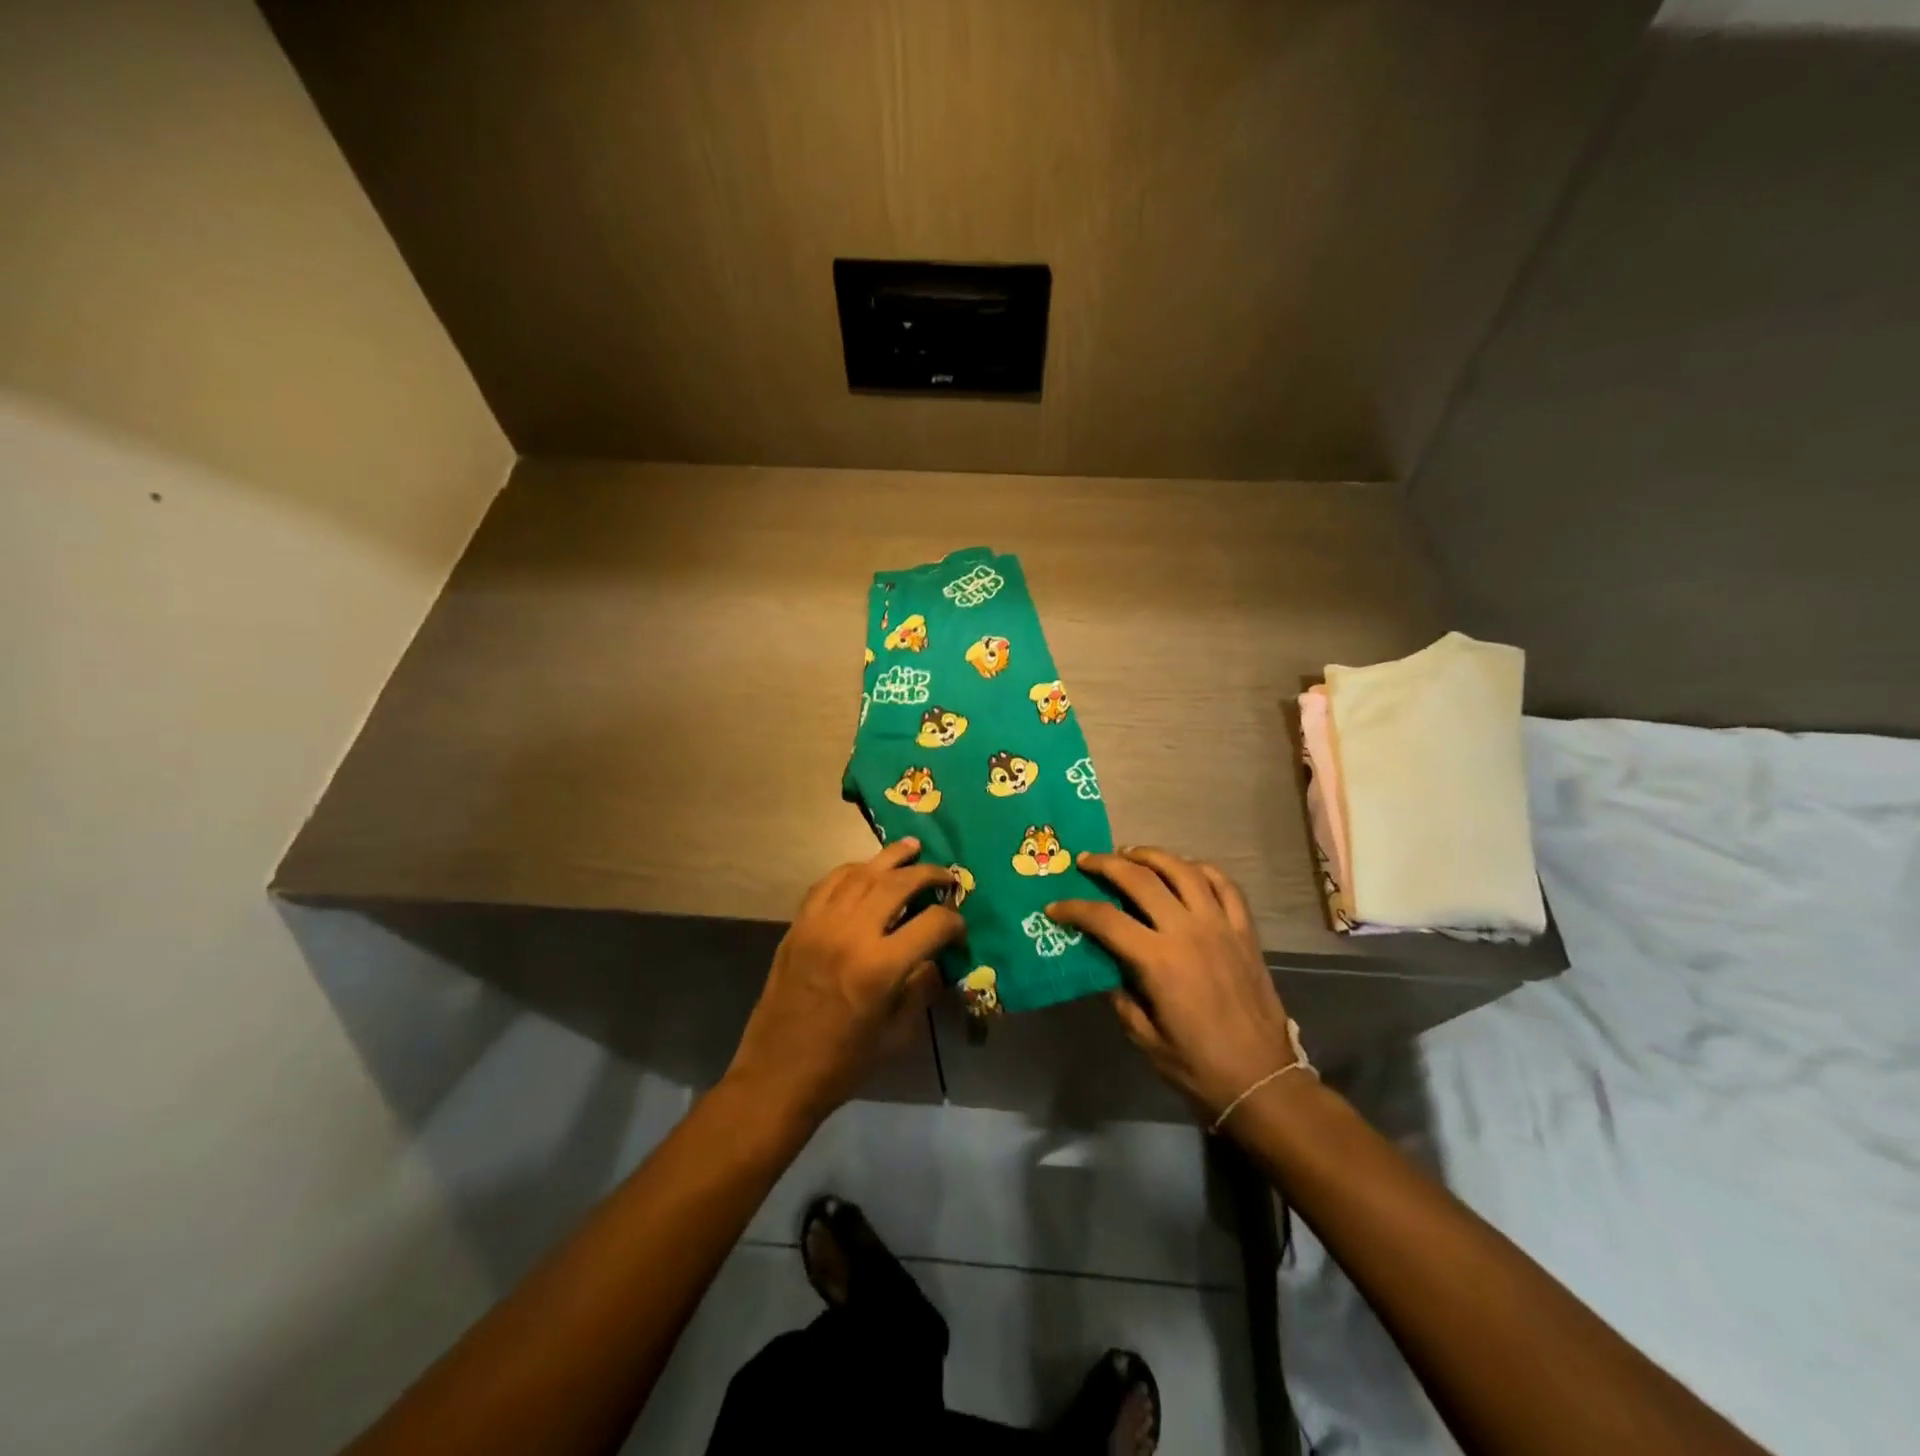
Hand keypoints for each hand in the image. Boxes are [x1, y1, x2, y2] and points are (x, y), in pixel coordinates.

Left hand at [727, 838, 964, 1125]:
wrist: (778, 1074)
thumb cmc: (843, 1063)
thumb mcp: (897, 1035)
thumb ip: (921, 989)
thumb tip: (935, 958)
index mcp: (880, 968)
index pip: (931, 923)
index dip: (953, 921)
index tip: (959, 928)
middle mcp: (850, 934)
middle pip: (897, 884)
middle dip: (928, 874)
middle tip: (947, 876)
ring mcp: (820, 925)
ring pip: (861, 873)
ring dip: (891, 858)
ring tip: (913, 848)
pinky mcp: (799, 925)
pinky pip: (828, 883)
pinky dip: (852, 870)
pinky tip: (867, 869)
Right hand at [1047, 848, 1297, 1121]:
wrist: (1263, 1081)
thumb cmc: (1198, 1067)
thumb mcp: (1145, 1038)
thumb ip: (1121, 996)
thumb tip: (1105, 967)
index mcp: (1159, 961)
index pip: (1106, 919)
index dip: (1075, 909)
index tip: (1055, 907)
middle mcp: (1189, 931)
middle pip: (1142, 880)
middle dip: (1108, 864)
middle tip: (1087, 860)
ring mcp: (1221, 926)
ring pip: (1183, 870)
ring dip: (1152, 856)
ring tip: (1131, 854)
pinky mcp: (1245, 931)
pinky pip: (1224, 885)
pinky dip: (1201, 869)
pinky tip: (1185, 869)